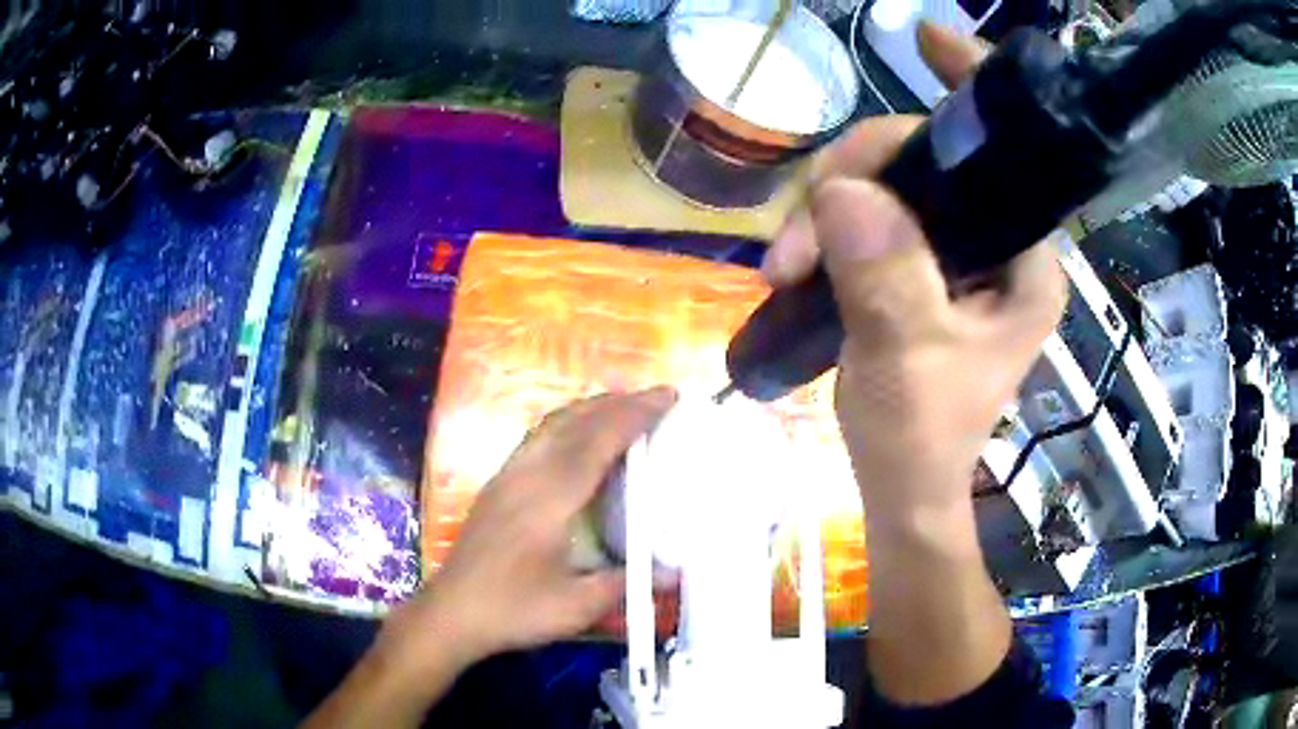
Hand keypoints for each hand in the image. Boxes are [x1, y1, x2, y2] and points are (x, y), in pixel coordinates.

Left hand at [381, 387, 677, 671]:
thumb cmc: (514, 610)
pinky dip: (568, 423)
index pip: (596, 442)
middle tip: (656, 398)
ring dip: (591, 409)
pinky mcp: (497, 484)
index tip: (667, 396)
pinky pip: (538, 436)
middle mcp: (527, 475)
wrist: (452, 612)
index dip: (634, 415)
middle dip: (617, 403)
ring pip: (552, 424)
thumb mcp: (576, 606)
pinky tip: (579, 438)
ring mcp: (508, 475)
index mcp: (549, 499)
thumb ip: (626, 582)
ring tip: (624, 409)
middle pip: (574, 422)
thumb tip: (675, 572)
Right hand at [763, 24, 1065, 522]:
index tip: (927, 42)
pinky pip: (868, 215)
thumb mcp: (908, 360)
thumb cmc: (922, 439)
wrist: (902, 488)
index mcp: (1025, 261)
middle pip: (925, 161)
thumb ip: (888, 275)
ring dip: (825, 210)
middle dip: (852, 179)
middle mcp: (997, 243)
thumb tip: (840, 189)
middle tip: (794, 242)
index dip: (970, 89)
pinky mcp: (916, 264)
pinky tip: (799, 260)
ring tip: (785, 267)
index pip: (1006, 152)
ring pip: (885, 185)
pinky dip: (827, 227)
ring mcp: (953, 252)